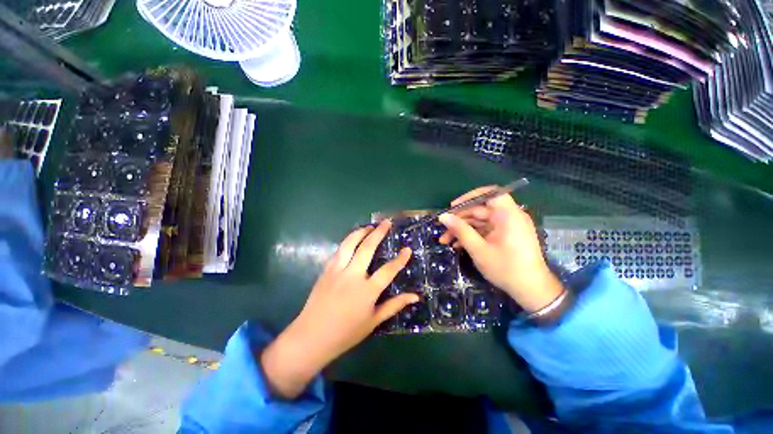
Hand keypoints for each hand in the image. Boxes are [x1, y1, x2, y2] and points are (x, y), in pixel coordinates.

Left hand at [261, 220, 418, 397]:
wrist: (311, 337)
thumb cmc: (346, 333)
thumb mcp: (374, 321)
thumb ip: (394, 305)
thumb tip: (415, 296)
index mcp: (367, 291)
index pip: (388, 270)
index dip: (400, 259)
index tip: (407, 249)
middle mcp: (352, 276)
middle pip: (367, 248)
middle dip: (378, 233)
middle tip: (386, 222)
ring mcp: (337, 271)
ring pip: (349, 244)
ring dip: (360, 232)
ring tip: (369, 226)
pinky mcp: (326, 270)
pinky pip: (338, 251)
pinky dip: (347, 242)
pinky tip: (352, 240)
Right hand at [438, 186, 563, 311]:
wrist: (531, 291)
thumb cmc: (506, 268)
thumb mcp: (478, 249)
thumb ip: (460, 230)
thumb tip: (443, 217)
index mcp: (508, 215)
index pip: (490, 193)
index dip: (469, 197)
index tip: (453, 207)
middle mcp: (509, 217)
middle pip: (480, 210)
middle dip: (459, 220)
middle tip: (442, 229)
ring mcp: (507, 227)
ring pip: (480, 222)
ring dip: (462, 229)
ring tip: (445, 240)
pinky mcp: (505, 236)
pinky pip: (485, 230)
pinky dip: (472, 235)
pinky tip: (457, 245)